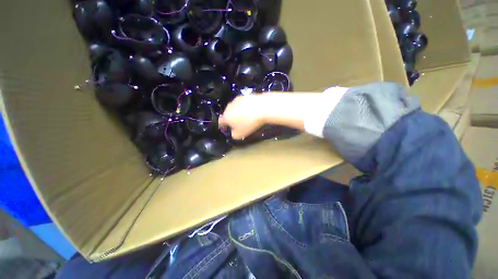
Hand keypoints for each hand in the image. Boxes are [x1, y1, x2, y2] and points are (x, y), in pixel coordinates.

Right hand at [218, 95, 265, 139]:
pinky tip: (251, 111)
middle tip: (238, 124)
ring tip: (246, 117)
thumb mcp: (240, 134)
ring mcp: (236, 100)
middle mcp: (229, 107)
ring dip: (237, 113)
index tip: (226, 128)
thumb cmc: (250, 123)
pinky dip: (244, 107)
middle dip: (231, 119)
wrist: (262, 108)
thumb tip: (233, 132)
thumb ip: (233, 135)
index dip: (223, 126)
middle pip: (227, 114)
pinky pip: (241, 104)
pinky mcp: (244, 96)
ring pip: (234, 108)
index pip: (220, 122)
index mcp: (226, 117)